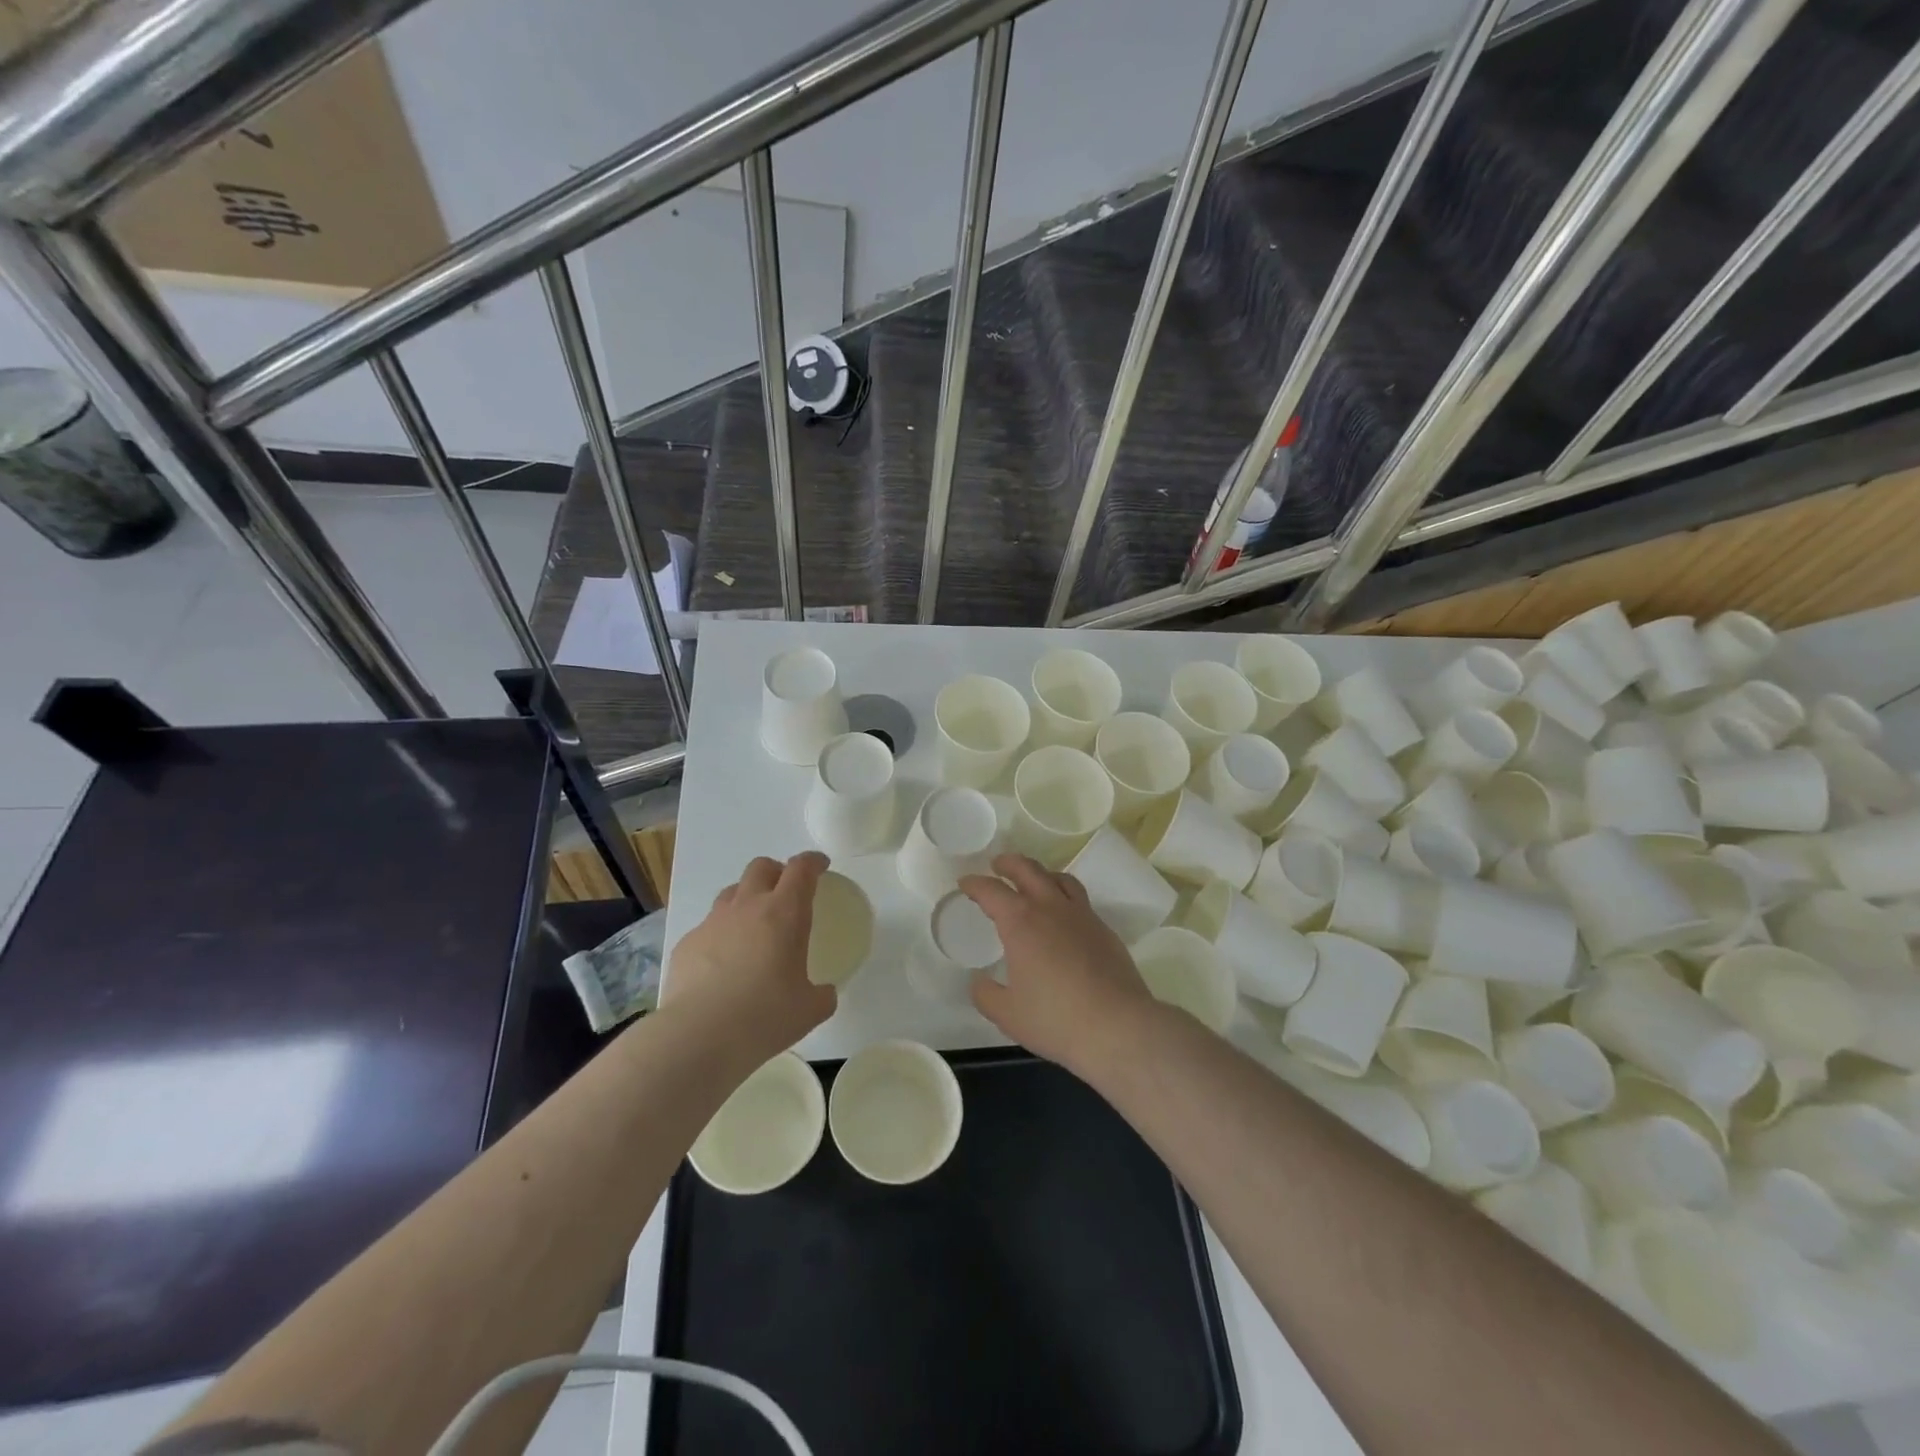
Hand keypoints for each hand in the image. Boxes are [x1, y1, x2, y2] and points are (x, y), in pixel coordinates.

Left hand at [663, 852, 837, 1063]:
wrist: (698, 1036)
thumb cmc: (764, 1016)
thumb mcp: (809, 1010)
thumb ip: (822, 995)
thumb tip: (824, 993)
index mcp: (784, 913)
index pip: (801, 869)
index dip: (813, 862)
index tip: (821, 866)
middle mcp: (747, 907)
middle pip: (762, 867)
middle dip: (777, 871)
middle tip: (787, 892)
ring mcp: (713, 923)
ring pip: (731, 892)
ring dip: (747, 898)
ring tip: (754, 925)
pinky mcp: (687, 944)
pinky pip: (708, 926)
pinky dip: (721, 934)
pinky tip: (723, 963)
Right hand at [960, 854, 1163, 1077]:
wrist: (1118, 1027)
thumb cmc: (1055, 1019)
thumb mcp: (1007, 1014)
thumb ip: (986, 994)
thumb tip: (980, 982)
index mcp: (1021, 922)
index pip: (992, 891)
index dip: (975, 884)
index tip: (965, 883)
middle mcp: (1051, 908)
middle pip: (1028, 870)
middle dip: (1009, 863)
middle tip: (998, 864)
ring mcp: (1082, 916)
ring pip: (1060, 879)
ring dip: (1041, 873)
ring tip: (1034, 881)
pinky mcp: (1104, 930)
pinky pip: (1080, 901)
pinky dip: (1064, 897)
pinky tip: (1063, 918)